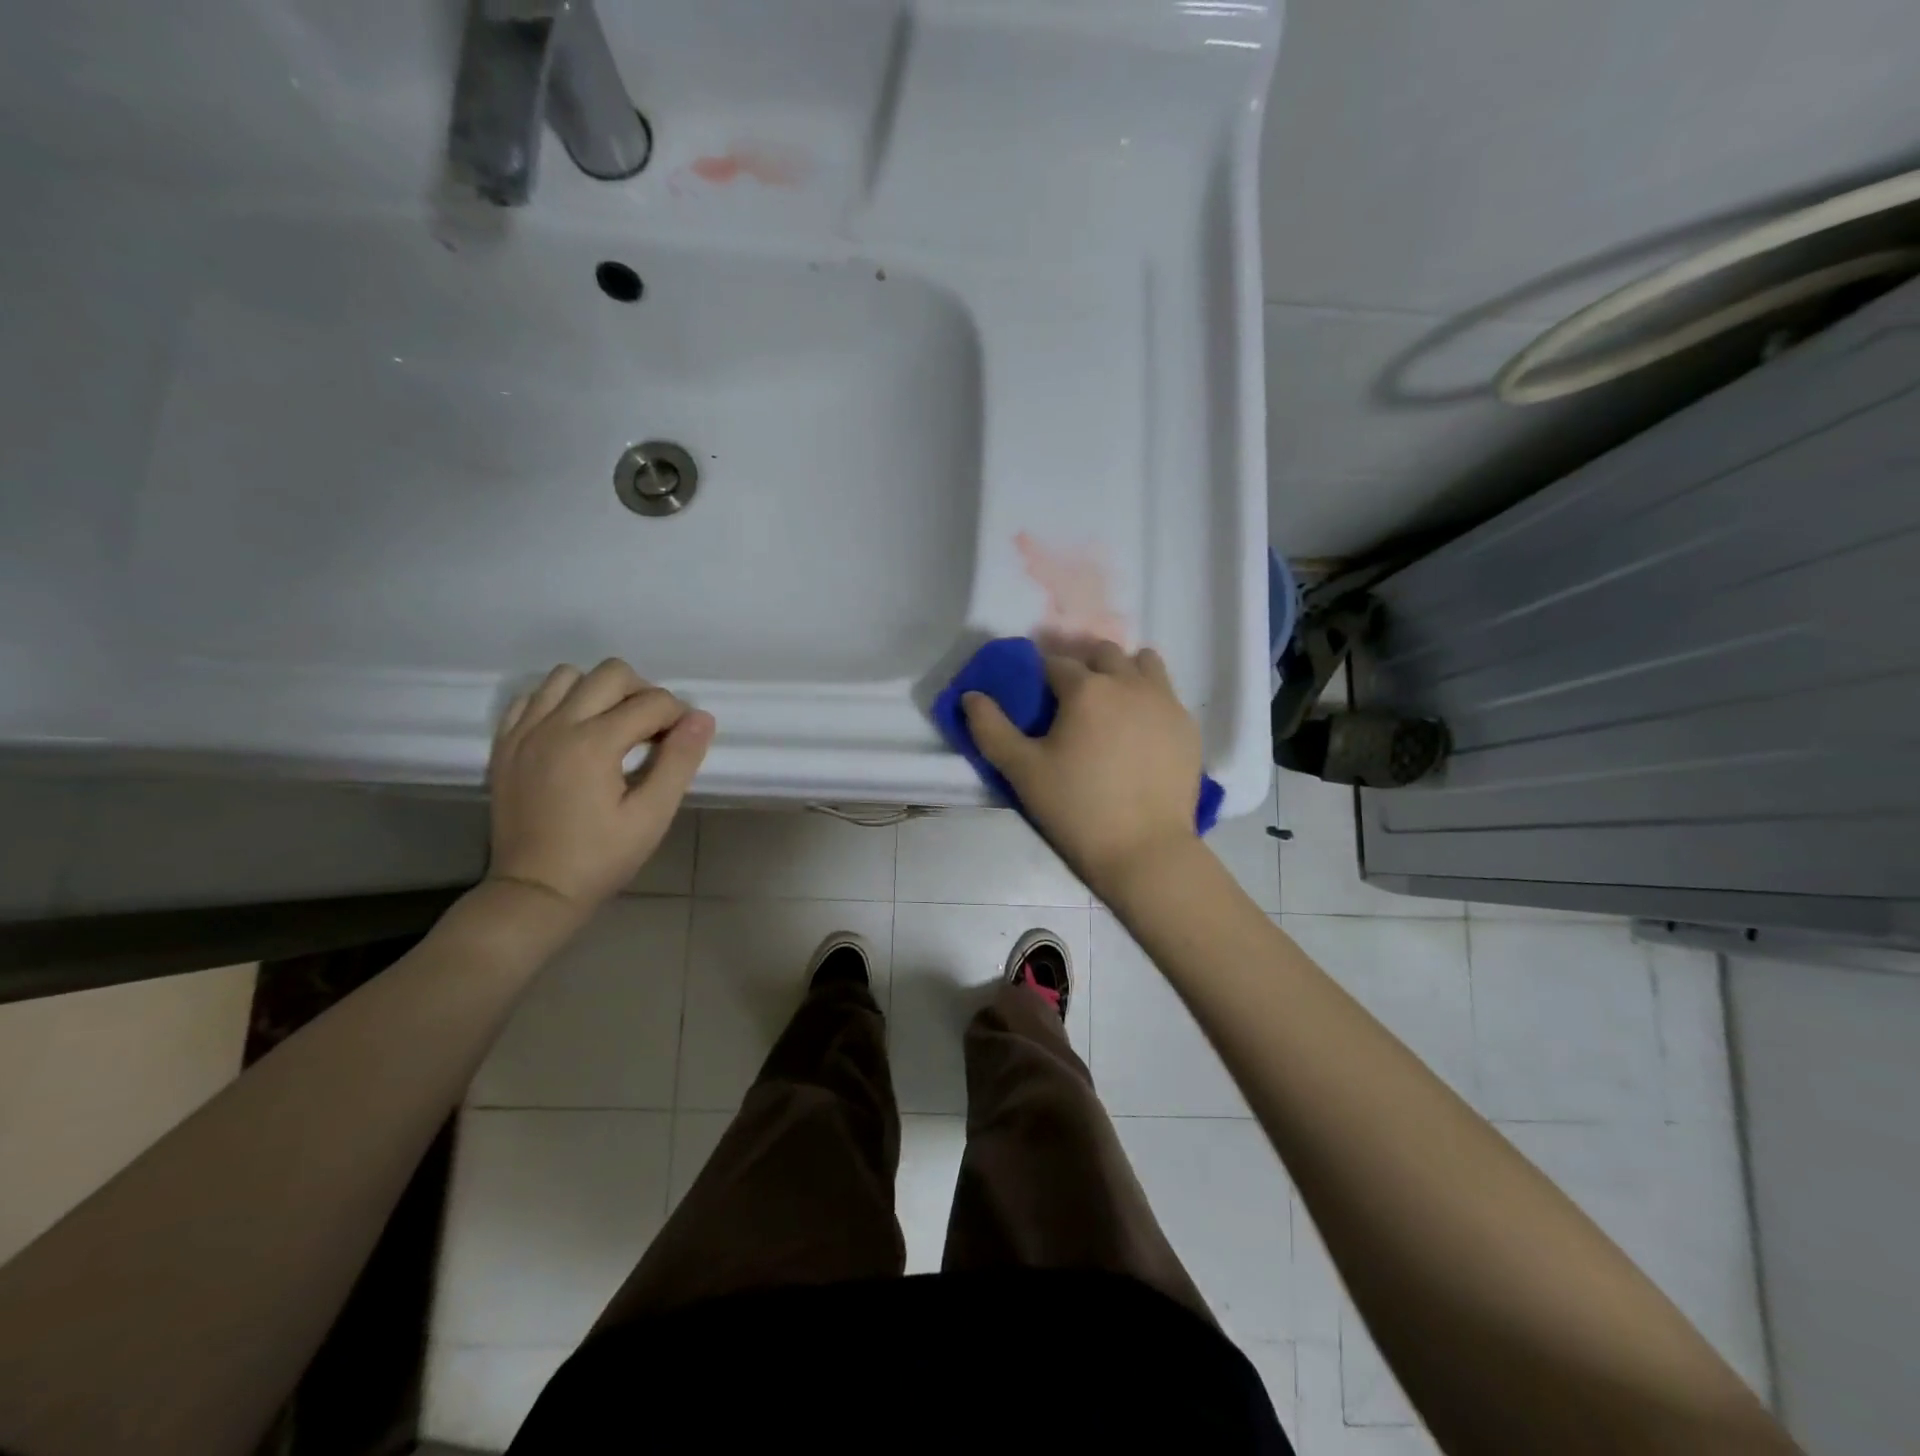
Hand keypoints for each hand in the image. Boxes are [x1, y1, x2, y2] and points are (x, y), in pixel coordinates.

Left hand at [486, 659, 713, 913]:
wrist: (535, 891)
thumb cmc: (601, 858)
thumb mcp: (652, 815)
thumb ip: (679, 761)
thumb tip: (702, 718)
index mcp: (593, 743)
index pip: (652, 702)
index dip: (679, 716)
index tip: (683, 743)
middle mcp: (555, 725)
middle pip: (611, 673)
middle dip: (643, 693)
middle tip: (652, 730)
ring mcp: (524, 732)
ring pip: (567, 676)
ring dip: (599, 691)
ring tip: (612, 726)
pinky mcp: (505, 744)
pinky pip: (532, 697)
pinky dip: (558, 701)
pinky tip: (573, 731)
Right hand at [962, 641, 1202, 895]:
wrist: (1145, 851)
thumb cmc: (1077, 809)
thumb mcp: (1022, 771)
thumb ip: (990, 729)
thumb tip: (971, 696)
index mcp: (1087, 688)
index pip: (1055, 663)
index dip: (1040, 674)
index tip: (1035, 695)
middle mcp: (1129, 682)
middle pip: (1102, 653)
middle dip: (1083, 665)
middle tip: (1070, 699)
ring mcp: (1165, 702)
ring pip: (1143, 663)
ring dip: (1123, 671)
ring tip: (1111, 704)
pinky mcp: (1188, 726)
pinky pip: (1166, 694)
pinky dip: (1149, 698)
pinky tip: (1139, 731)